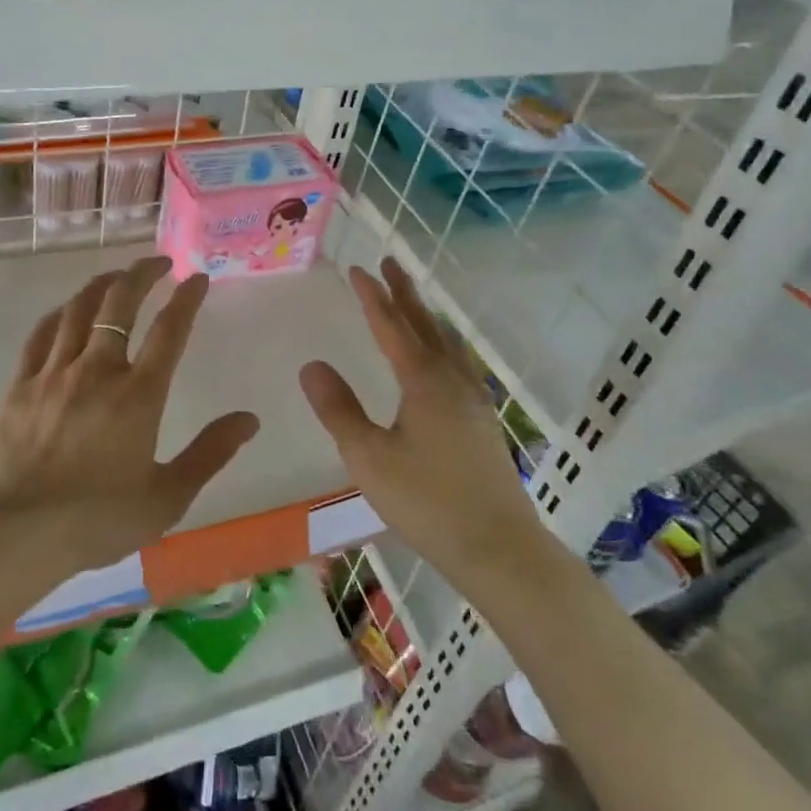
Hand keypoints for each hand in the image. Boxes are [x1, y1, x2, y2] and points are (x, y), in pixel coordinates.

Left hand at [0, 256, 258, 573]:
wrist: (15, 534)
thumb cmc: (97, 520)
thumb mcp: (167, 497)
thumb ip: (210, 453)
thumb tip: (249, 420)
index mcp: (138, 395)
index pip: (170, 331)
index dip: (186, 299)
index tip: (197, 277)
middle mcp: (98, 370)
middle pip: (120, 304)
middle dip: (142, 274)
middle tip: (158, 261)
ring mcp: (54, 373)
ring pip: (78, 310)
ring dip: (102, 285)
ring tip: (117, 276)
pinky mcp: (21, 385)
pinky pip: (40, 335)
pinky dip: (59, 313)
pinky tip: (66, 310)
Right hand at [299, 257, 543, 584]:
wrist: (498, 547)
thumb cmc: (427, 501)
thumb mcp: (368, 457)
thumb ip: (338, 409)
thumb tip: (311, 365)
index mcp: (422, 380)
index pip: (392, 325)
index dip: (373, 295)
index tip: (357, 268)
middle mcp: (451, 379)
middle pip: (425, 323)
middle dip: (404, 292)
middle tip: (390, 262)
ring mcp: (474, 399)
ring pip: (447, 342)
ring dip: (427, 315)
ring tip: (416, 302)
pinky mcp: (484, 420)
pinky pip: (460, 362)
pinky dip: (445, 343)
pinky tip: (446, 360)